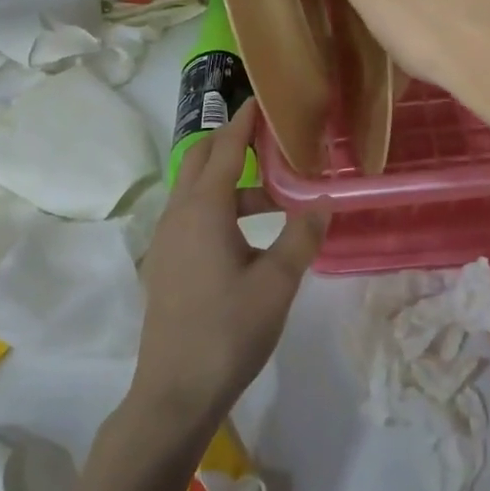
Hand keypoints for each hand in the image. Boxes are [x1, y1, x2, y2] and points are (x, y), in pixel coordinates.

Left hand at [130, 102, 325, 440]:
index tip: (264, 98)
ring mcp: (167, 238)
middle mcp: (178, 213)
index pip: (225, 147)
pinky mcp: (166, 260)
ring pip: (197, 189)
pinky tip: (247, 231)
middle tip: (272, 136)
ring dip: (231, 179)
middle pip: (202, 158)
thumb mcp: (277, 283)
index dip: (245, 120)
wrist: (174, 391)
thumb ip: (302, 236)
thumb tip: (324, 200)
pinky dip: (219, 204)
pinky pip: (192, 213)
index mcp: (204, 209)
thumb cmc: (229, 332)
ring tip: (274, 193)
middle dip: (233, 140)